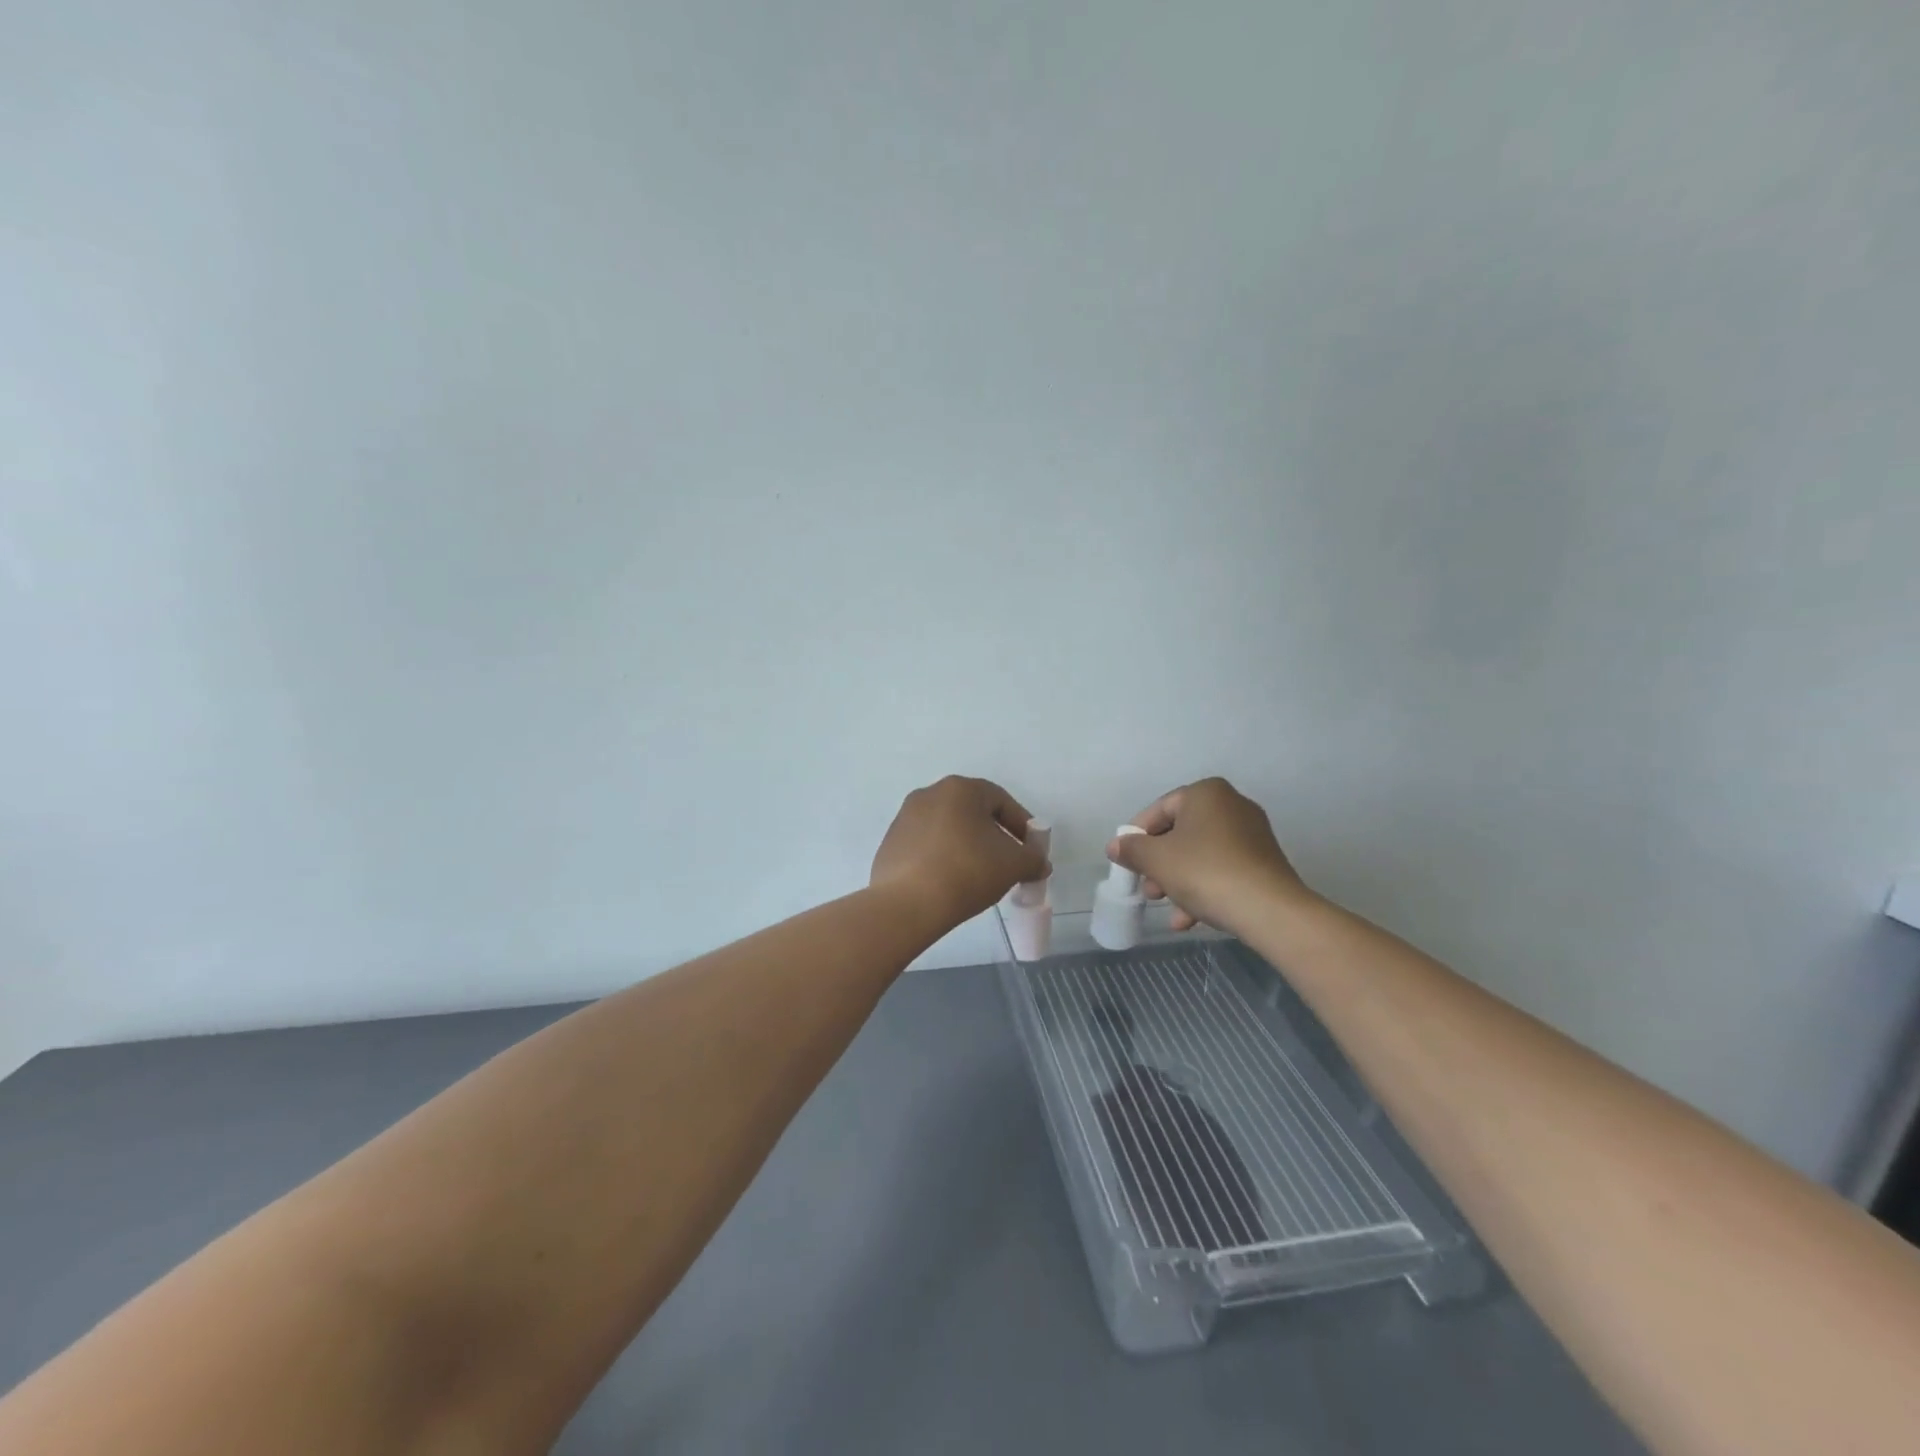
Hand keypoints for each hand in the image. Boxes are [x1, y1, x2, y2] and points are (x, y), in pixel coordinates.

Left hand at [872, 776, 1048, 930]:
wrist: (908, 904)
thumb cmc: (967, 871)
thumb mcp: (1013, 865)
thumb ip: (1033, 859)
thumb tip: (1039, 863)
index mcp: (960, 789)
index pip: (1001, 800)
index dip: (1022, 825)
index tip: (1031, 850)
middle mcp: (929, 794)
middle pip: (972, 813)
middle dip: (994, 836)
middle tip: (1008, 863)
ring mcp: (904, 818)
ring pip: (948, 829)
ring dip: (967, 847)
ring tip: (979, 876)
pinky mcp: (890, 844)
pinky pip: (926, 847)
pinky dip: (943, 859)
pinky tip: (950, 883)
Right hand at [1106, 778, 1312, 936]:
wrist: (1268, 909)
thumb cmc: (1204, 871)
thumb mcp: (1156, 859)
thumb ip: (1131, 849)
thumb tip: (1116, 846)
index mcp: (1206, 793)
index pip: (1159, 810)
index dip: (1137, 836)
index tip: (1126, 861)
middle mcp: (1232, 805)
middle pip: (1180, 833)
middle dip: (1159, 863)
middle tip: (1147, 888)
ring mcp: (1251, 835)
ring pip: (1200, 855)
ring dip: (1177, 881)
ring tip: (1165, 906)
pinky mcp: (1263, 863)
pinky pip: (1222, 870)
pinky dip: (1203, 889)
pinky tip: (1188, 920)